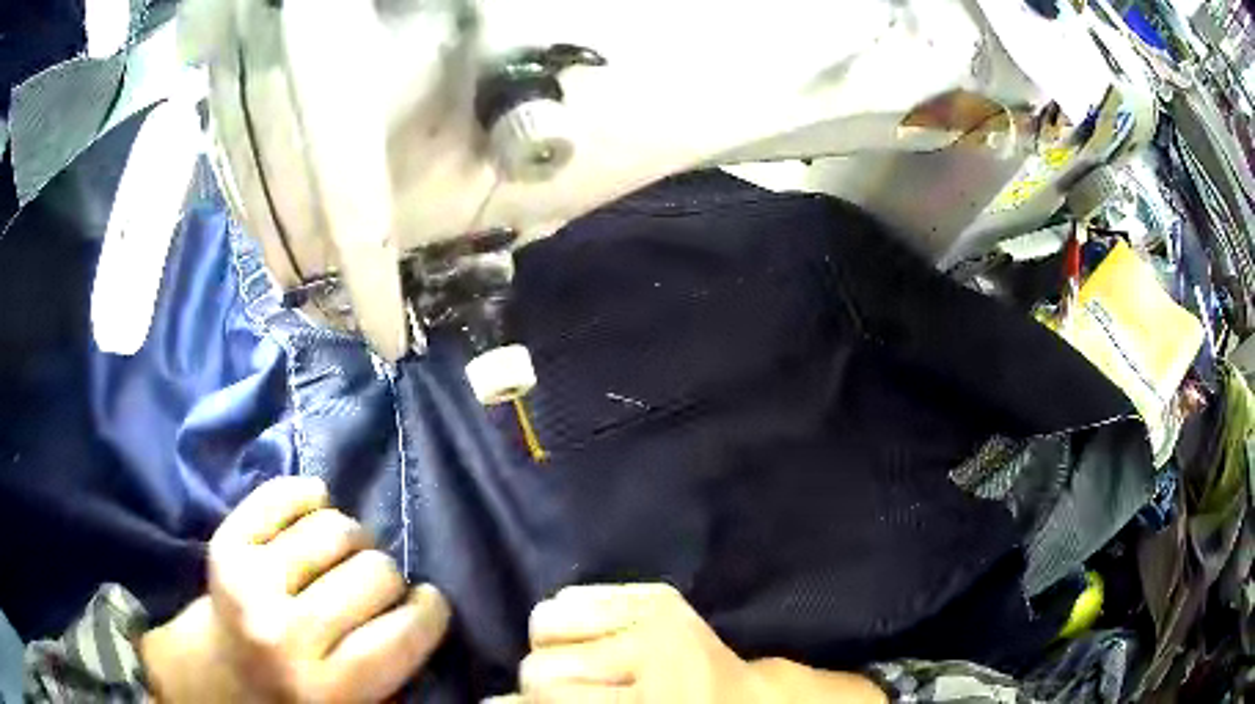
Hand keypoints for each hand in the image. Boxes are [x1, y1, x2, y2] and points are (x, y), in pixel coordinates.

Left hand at [140, 476, 449, 702]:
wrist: (221, 672)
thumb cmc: (298, 695)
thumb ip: (393, 668)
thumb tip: (421, 606)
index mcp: (329, 688)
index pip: (404, 633)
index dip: (429, 611)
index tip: (424, 604)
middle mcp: (286, 634)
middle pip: (375, 572)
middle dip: (388, 577)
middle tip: (375, 587)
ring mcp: (249, 581)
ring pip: (336, 527)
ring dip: (352, 539)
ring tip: (341, 556)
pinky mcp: (226, 542)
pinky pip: (287, 494)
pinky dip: (311, 497)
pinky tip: (313, 515)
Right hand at [493, 584, 766, 703]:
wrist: (746, 701)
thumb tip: (491, 701)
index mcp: (652, 700)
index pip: (549, 693)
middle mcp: (654, 650)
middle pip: (539, 666)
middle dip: (540, 688)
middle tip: (567, 697)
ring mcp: (657, 613)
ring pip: (545, 621)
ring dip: (551, 650)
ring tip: (582, 668)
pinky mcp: (658, 593)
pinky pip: (572, 596)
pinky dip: (569, 622)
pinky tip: (595, 643)